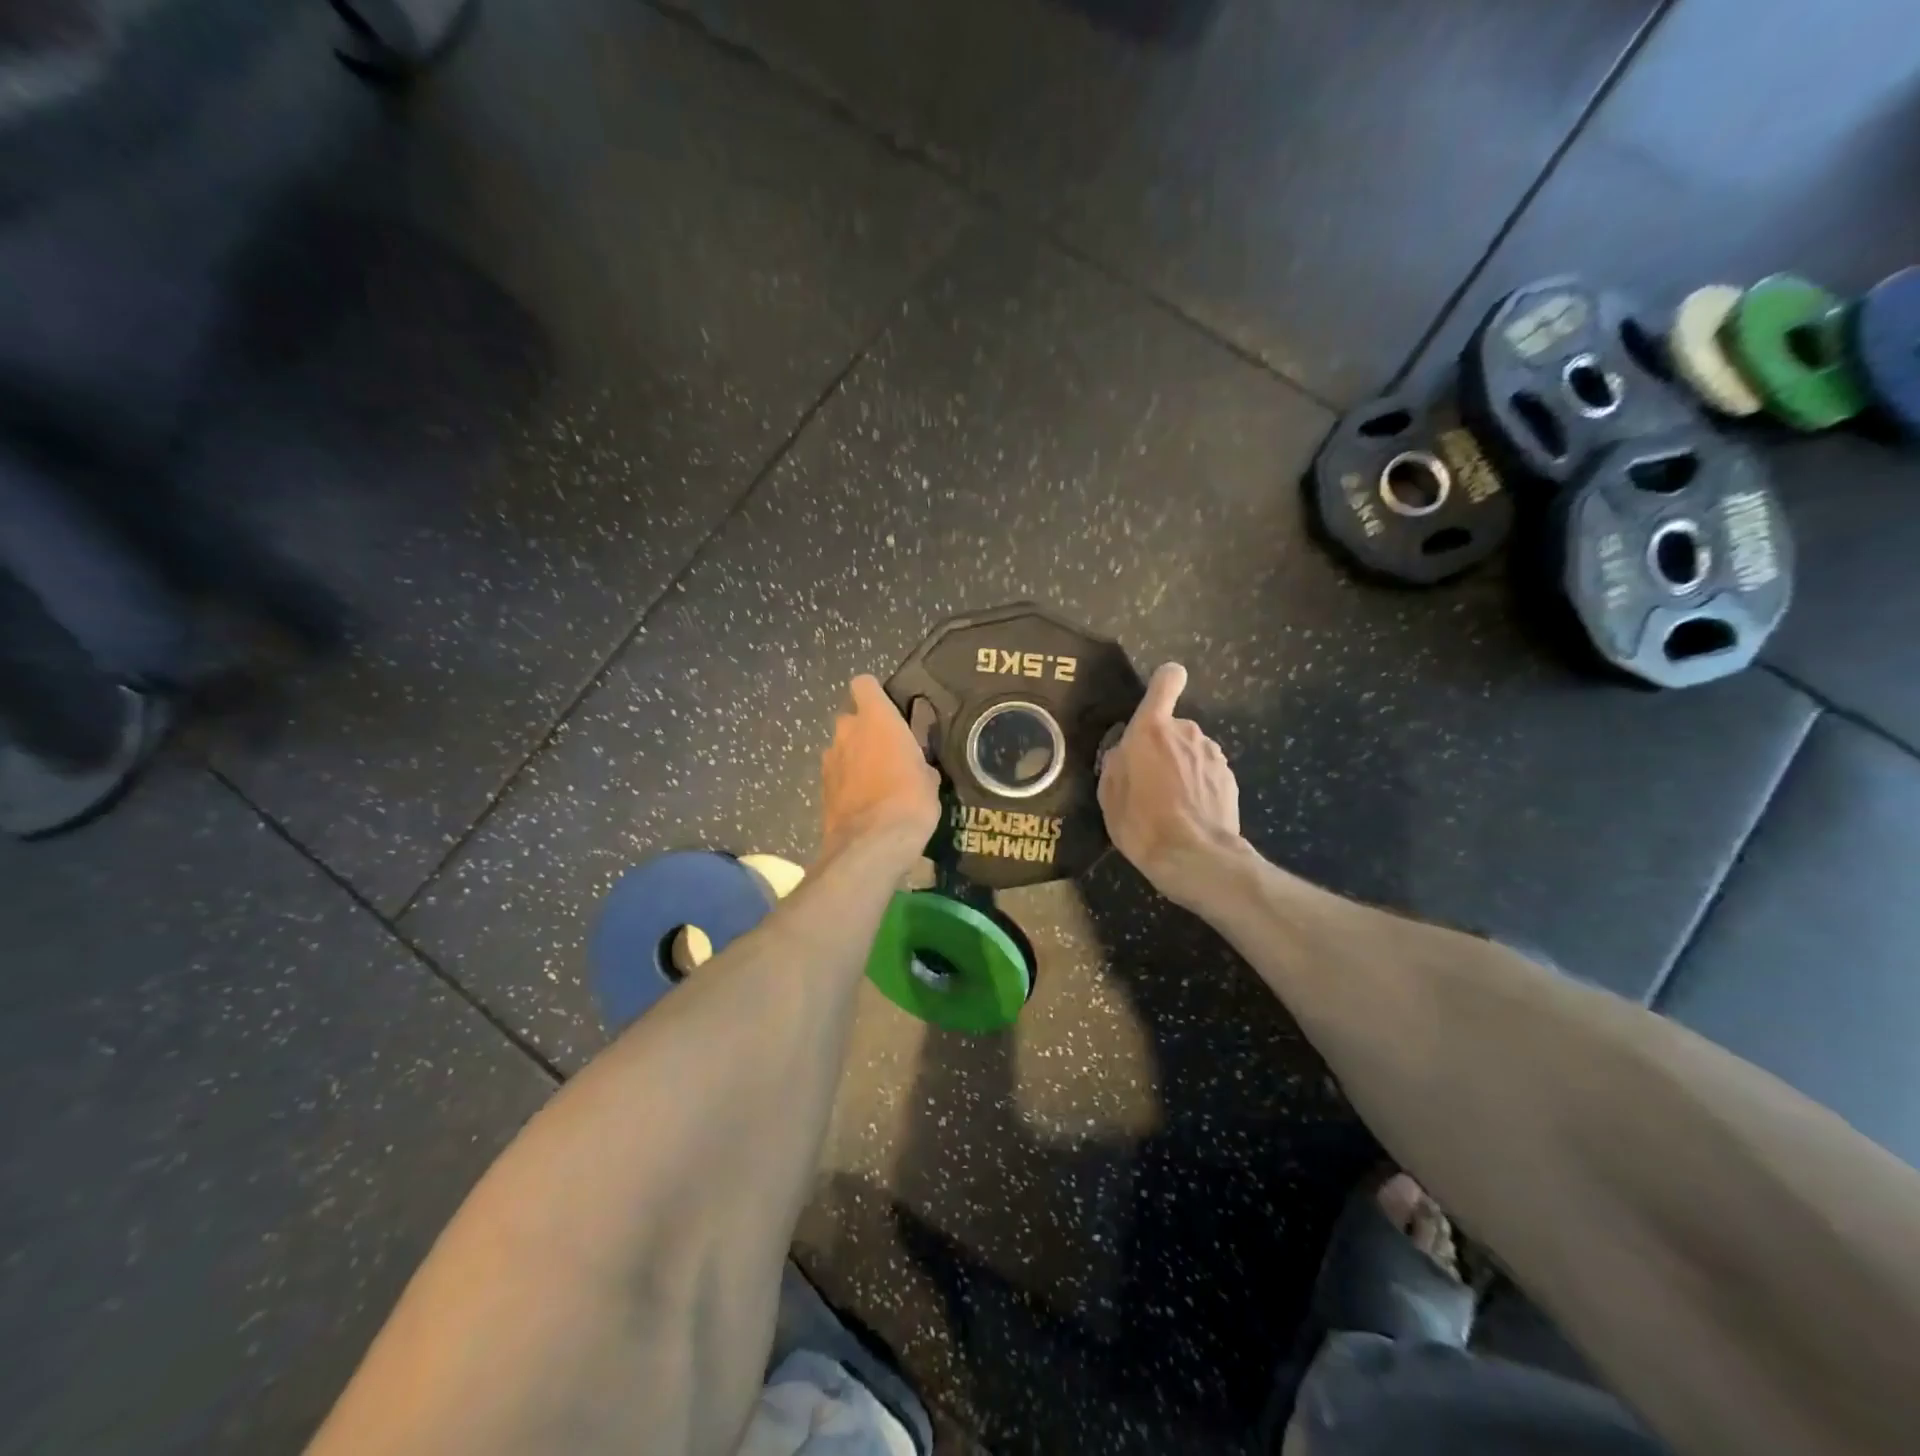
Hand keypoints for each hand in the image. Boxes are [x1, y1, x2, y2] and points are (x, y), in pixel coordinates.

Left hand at [820, 676, 941, 865]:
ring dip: (855, 757)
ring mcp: (829, 760)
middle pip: (851, 718)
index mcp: (875, 718)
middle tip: (888, 751)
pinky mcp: (821, 788)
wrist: (872, 844)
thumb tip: (916, 763)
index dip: (875, 694)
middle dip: (865, 731)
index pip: (864, 684)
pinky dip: (847, 782)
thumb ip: (917, 758)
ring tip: (877, 781)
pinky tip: (865, 802)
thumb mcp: (929, 776)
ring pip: (842, 748)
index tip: (890, 710)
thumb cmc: (910, 799)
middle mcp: (846, 731)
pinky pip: (837, 774)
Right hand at [1098, 663, 1242, 906]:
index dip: (1164, 682)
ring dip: (1181, 767)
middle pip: (1173, 726)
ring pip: (1191, 750)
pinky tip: (1189, 814)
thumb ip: (1116, 763)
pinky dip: (1198, 785)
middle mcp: (1186, 732)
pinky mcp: (1229, 778)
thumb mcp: (1109, 794)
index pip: (1167, 682)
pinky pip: (1206, 772)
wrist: (1193, 857)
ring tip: (1169, 803)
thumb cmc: (1141, 822)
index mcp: (1152, 730)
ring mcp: (1213, 755)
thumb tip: (1125, 752)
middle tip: (1147, 781)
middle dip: (1162, 746)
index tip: (1159, 697)